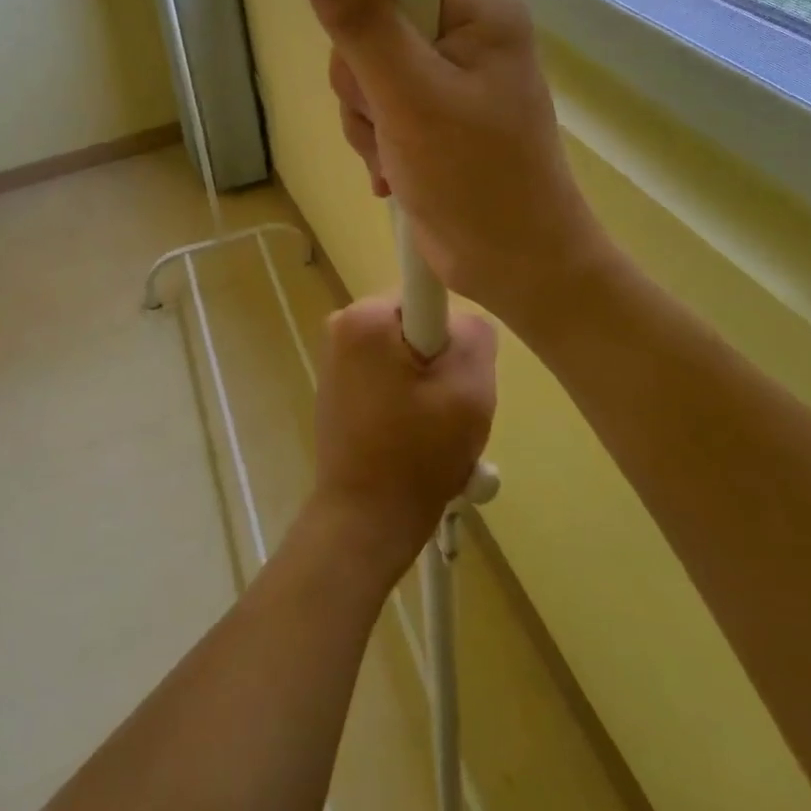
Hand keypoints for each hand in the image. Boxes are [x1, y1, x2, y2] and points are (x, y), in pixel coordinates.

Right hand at [297, 0, 610, 334]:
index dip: (368, 18)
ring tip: (398, 157)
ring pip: (364, 75)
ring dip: (366, 123)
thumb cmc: (475, 179)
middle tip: (393, 123)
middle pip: (371, 29)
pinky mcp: (432, 116)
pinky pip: (375, 108)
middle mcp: (465, 36)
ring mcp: (447, 78)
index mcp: (478, 13)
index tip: (372, 67)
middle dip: (364, 87)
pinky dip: (375, 142)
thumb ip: (363, 25)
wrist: (515, 267)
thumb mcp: (411, 98)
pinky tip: (395, 172)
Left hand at [310, 297, 495, 577]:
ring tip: (436, 429)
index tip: (454, 370)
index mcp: (364, 318)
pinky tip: (416, 436)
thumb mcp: (469, 389)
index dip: (452, 330)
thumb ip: (474, 334)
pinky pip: (388, 375)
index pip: (427, 291)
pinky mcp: (338, 386)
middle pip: (417, 324)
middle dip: (442, 361)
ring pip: (406, 353)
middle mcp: (342, 326)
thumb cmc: (418, 453)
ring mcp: (336, 358)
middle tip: (453, 406)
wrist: (365, 520)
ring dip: (429, 385)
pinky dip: (409, 398)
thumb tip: (461, 323)